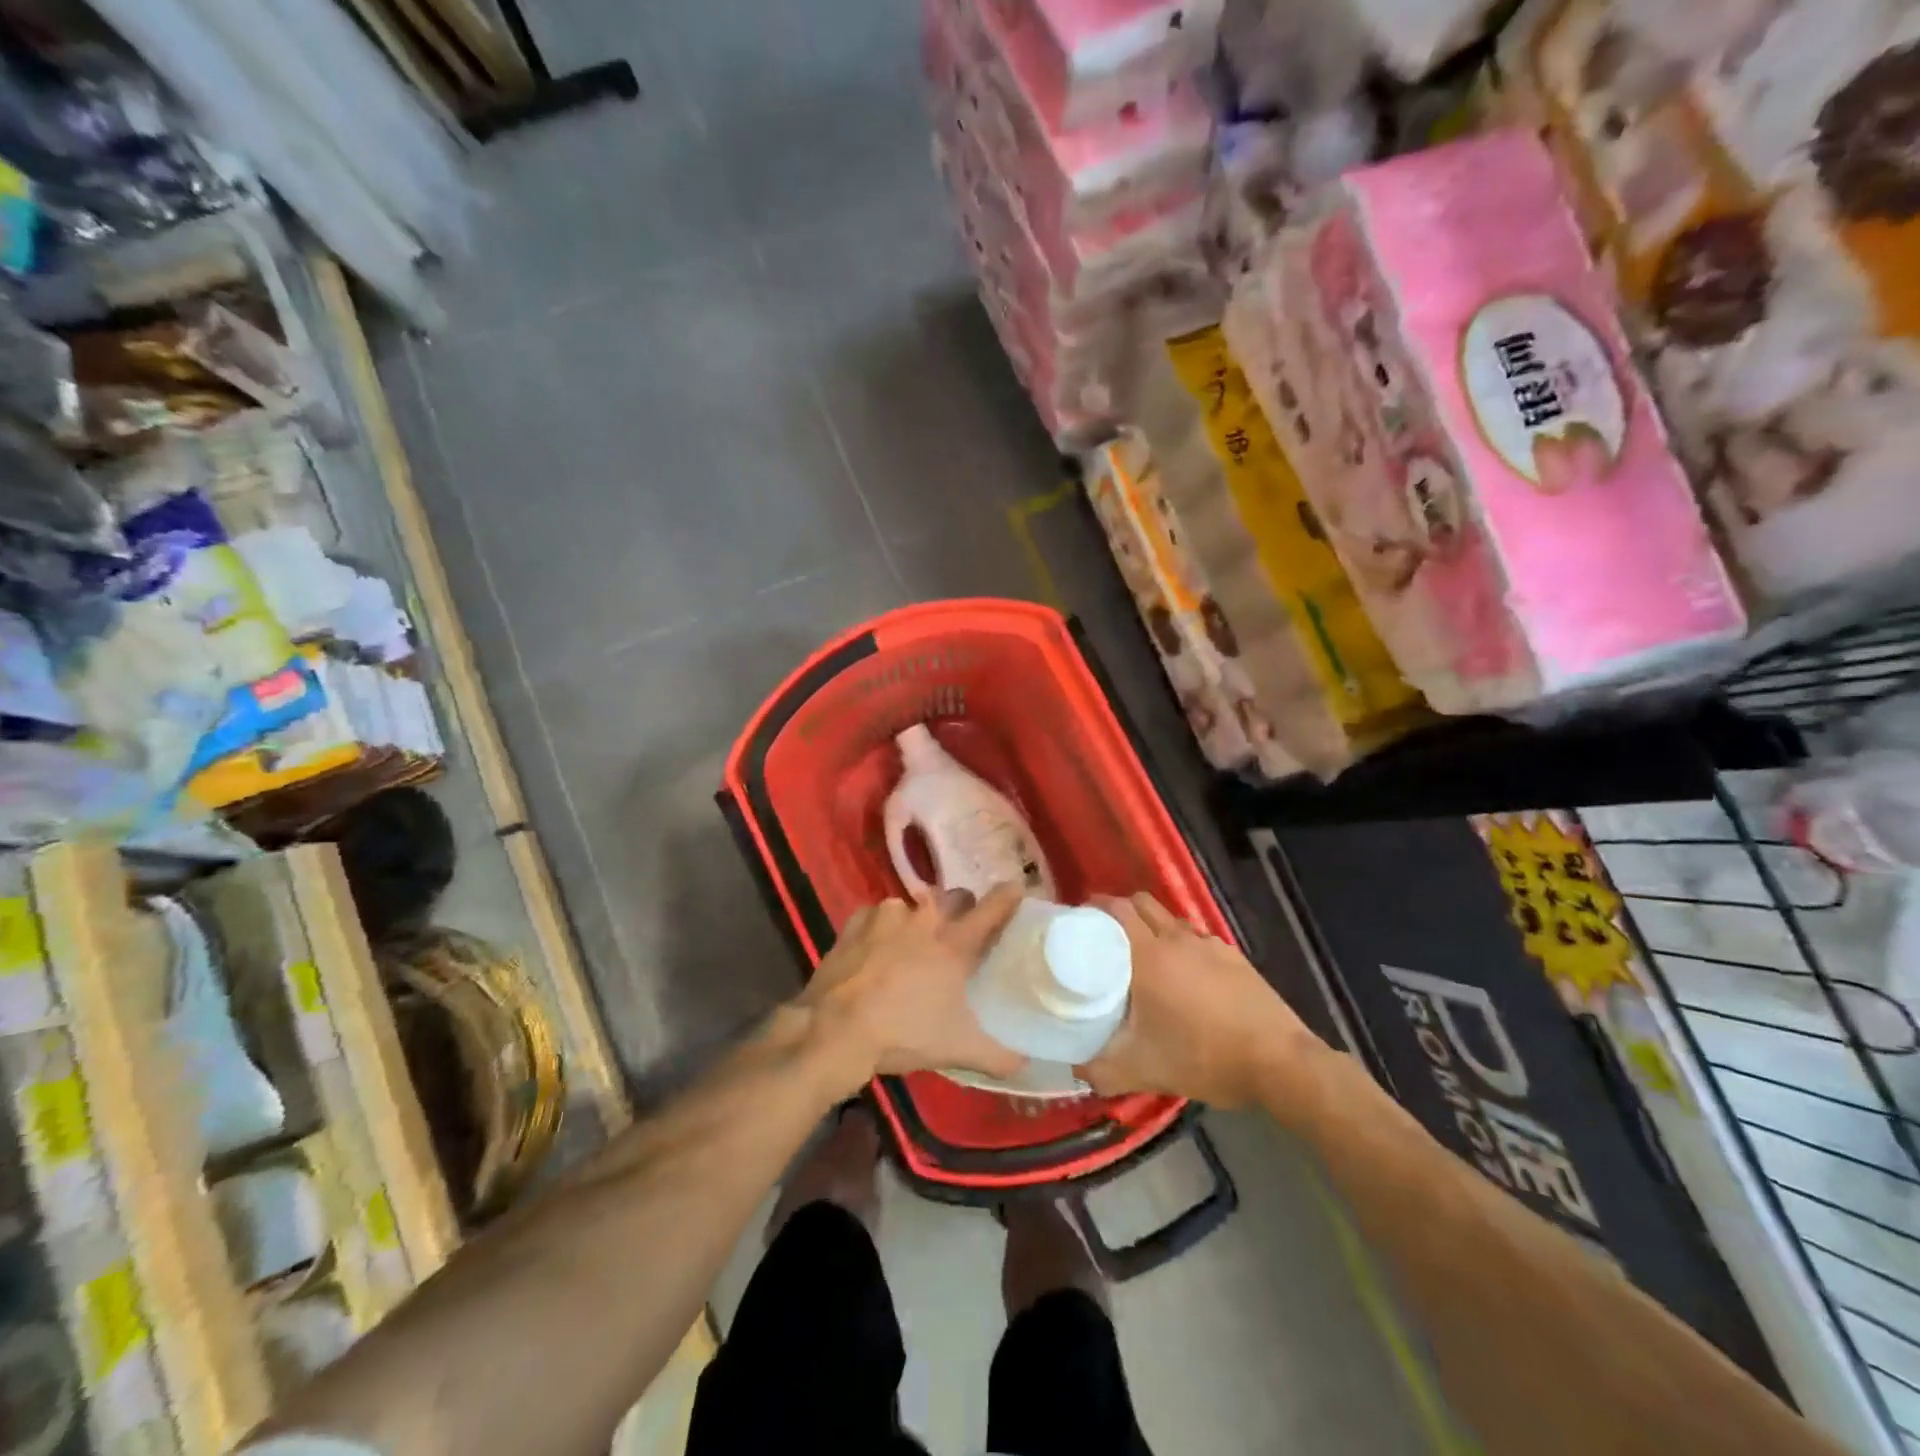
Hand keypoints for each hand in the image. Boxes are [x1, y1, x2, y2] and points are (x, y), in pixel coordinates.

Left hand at [800, 886, 1026, 1091]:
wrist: (835, 1030)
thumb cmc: (904, 1034)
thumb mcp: (958, 1050)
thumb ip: (999, 1057)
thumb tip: (1027, 1066)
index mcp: (955, 943)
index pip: (993, 907)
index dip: (1009, 896)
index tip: (1017, 889)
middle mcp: (925, 919)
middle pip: (954, 898)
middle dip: (961, 909)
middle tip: (958, 933)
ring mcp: (887, 916)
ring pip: (913, 905)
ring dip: (917, 921)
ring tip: (911, 946)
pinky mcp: (856, 922)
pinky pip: (876, 916)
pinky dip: (880, 928)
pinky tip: (874, 950)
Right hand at [1077, 893, 1318, 1108]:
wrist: (1280, 1063)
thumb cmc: (1205, 1057)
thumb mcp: (1145, 1071)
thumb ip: (1101, 1070)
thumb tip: (1075, 1068)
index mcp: (1150, 955)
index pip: (1116, 909)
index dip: (1094, 907)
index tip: (1078, 921)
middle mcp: (1178, 939)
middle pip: (1142, 904)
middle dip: (1120, 911)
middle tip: (1104, 937)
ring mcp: (1210, 945)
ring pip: (1171, 920)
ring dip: (1152, 927)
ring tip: (1142, 957)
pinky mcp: (1234, 957)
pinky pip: (1197, 939)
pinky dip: (1181, 946)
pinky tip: (1185, 978)